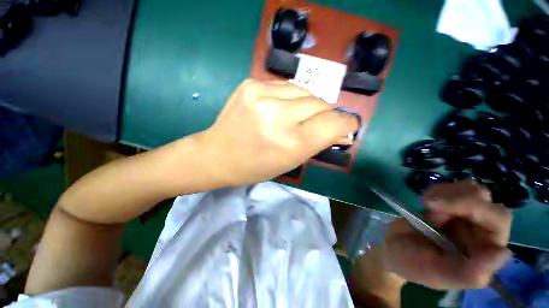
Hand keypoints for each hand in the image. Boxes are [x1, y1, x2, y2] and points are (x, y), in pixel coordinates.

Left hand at [197, 79, 358, 185]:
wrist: (218, 154)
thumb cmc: (255, 165)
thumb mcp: (290, 161)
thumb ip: (319, 143)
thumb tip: (343, 130)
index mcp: (291, 142)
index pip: (333, 124)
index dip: (346, 123)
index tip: (347, 125)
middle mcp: (278, 115)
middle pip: (320, 103)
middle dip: (324, 114)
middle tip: (313, 123)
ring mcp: (261, 95)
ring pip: (304, 90)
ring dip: (306, 103)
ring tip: (294, 115)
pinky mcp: (250, 83)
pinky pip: (284, 85)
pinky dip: (289, 96)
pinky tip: (278, 107)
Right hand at [384, 181, 511, 289]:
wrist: (393, 247)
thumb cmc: (413, 264)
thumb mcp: (436, 273)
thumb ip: (468, 273)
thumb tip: (504, 253)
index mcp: (483, 254)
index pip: (499, 224)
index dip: (479, 212)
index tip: (440, 209)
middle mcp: (482, 234)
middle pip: (489, 204)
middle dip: (460, 201)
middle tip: (428, 204)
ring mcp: (468, 217)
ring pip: (474, 191)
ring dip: (446, 194)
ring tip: (426, 205)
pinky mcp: (453, 205)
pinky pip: (455, 187)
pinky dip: (437, 190)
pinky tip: (425, 201)